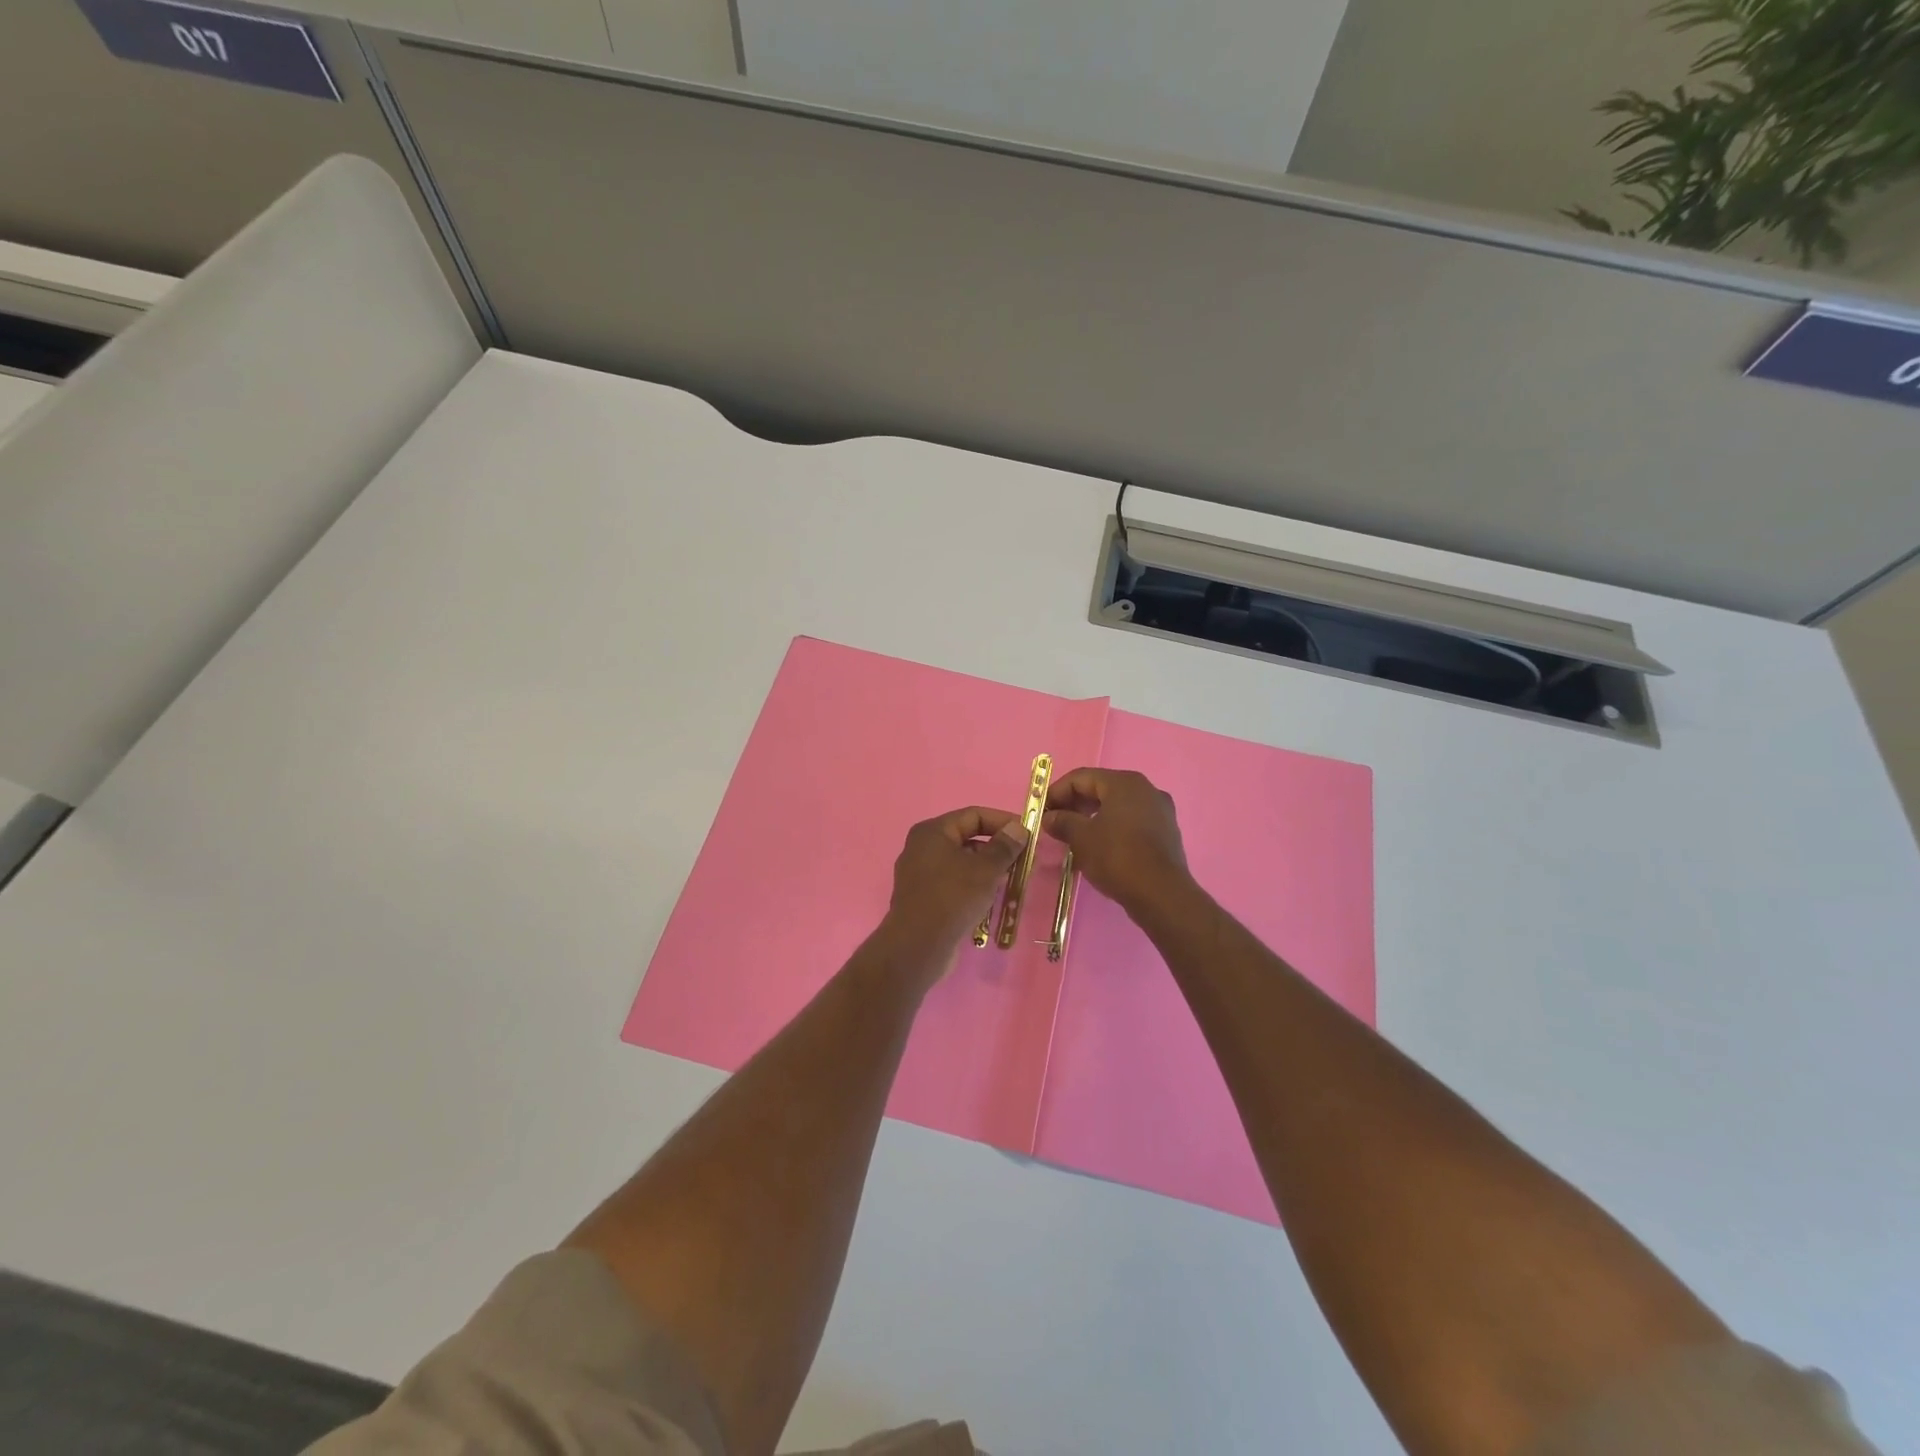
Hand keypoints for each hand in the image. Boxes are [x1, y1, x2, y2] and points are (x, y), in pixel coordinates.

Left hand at [882, 806, 1028, 954]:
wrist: (918, 947)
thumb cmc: (952, 898)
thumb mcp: (985, 869)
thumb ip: (1004, 847)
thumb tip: (1018, 828)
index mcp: (932, 832)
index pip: (973, 815)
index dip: (1003, 821)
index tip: (1028, 834)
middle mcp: (922, 847)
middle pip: (966, 838)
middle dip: (997, 847)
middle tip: (1024, 859)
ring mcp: (920, 874)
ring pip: (961, 862)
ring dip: (987, 868)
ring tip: (1013, 879)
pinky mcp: (924, 897)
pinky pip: (954, 882)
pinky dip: (974, 884)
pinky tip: (992, 897)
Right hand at [1044, 768, 1191, 915]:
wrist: (1161, 894)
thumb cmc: (1117, 857)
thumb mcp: (1082, 838)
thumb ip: (1063, 822)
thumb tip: (1050, 817)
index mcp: (1124, 782)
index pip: (1081, 777)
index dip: (1057, 792)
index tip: (1041, 811)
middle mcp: (1145, 789)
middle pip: (1101, 789)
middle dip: (1075, 804)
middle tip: (1055, 823)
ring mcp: (1160, 811)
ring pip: (1117, 806)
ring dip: (1092, 817)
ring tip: (1073, 836)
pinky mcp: (1166, 832)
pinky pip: (1131, 821)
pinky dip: (1112, 828)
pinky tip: (1098, 847)